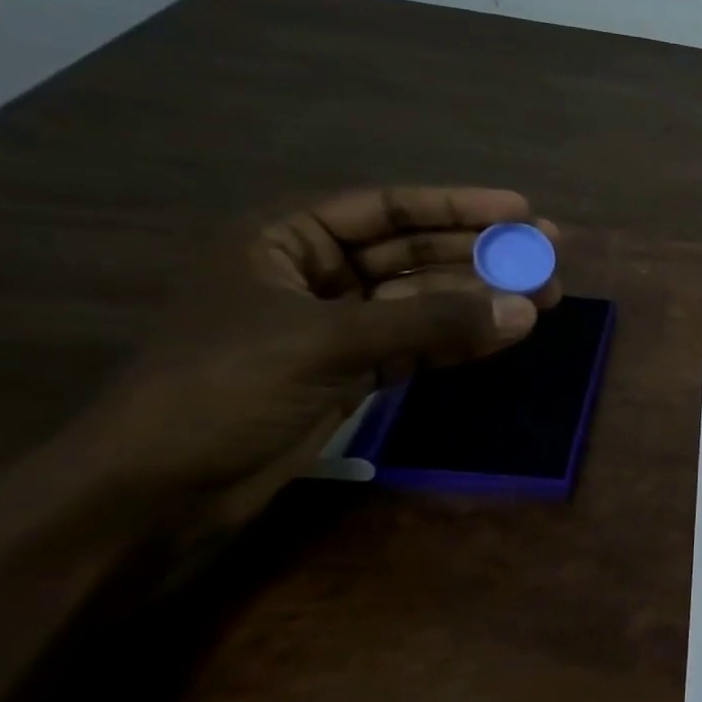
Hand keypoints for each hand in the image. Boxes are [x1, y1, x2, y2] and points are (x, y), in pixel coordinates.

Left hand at [72, 186, 560, 526]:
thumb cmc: (220, 391)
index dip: (456, 206)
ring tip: (544, 299)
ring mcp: (336, 328)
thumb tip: (525, 310)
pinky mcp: (351, 374)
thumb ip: (430, 323)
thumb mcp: (326, 343)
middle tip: (546, 257)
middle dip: (479, 255)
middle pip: (413, 254)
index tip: (521, 211)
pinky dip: (460, 341)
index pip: (385, 208)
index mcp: (282, 240)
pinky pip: (419, 345)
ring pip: (423, 302)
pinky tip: (506, 336)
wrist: (156, 494)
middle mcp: (313, 275)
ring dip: (479, 301)